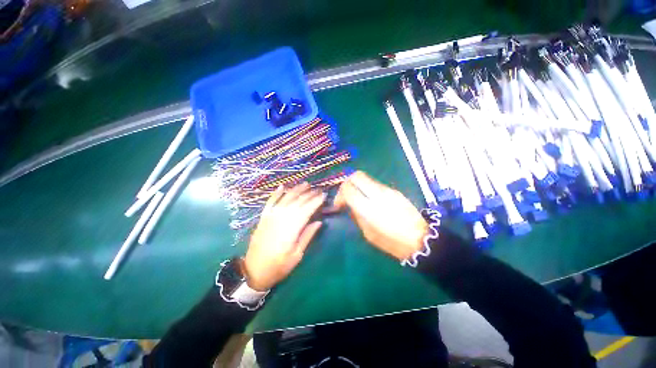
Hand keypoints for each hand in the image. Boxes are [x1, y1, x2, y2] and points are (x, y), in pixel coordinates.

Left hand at [244, 183, 324, 290]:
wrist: (254, 270)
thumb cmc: (279, 265)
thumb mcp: (297, 254)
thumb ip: (308, 235)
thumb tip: (319, 221)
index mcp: (292, 227)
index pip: (307, 209)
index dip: (316, 201)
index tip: (324, 195)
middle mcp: (282, 217)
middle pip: (298, 201)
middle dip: (310, 194)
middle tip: (318, 189)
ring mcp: (271, 215)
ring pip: (286, 198)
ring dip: (296, 190)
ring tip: (306, 184)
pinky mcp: (264, 217)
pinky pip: (271, 201)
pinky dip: (276, 193)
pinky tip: (282, 186)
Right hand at [330, 171, 427, 260]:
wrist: (420, 239)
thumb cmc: (392, 242)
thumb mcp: (368, 234)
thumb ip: (357, 216)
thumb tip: (351, 206)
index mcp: (368, 208)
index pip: (348, 188)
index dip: (340, 194)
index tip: (340, 204)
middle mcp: (377, 194)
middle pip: (356, 175)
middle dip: (347, 182)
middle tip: (346, 195)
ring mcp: (387, 190)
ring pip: (367, 178)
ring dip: (358, 185)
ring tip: (358, 198)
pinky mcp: (394, 191)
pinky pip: (376, 185)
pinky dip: (368, 189)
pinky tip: (372, 201)